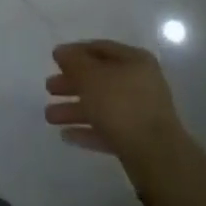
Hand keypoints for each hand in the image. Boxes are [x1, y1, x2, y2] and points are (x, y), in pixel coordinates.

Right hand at [45, 39, 185, 175]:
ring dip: (74, 109)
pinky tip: (66, 135)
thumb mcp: (90, 76)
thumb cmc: (121, 105)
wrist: (156, 156)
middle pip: (99, 79)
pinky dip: (87, 130)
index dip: (75, 52)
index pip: (100, 48)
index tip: (54, 60)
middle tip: (49, 88)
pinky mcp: (138, 140)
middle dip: (72, 84)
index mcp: (134, 61)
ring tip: (50, 117)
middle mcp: (140, 83)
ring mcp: (140, 113)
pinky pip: (107, 129)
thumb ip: (73, 62)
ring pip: (101, 106)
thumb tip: (61, 52)